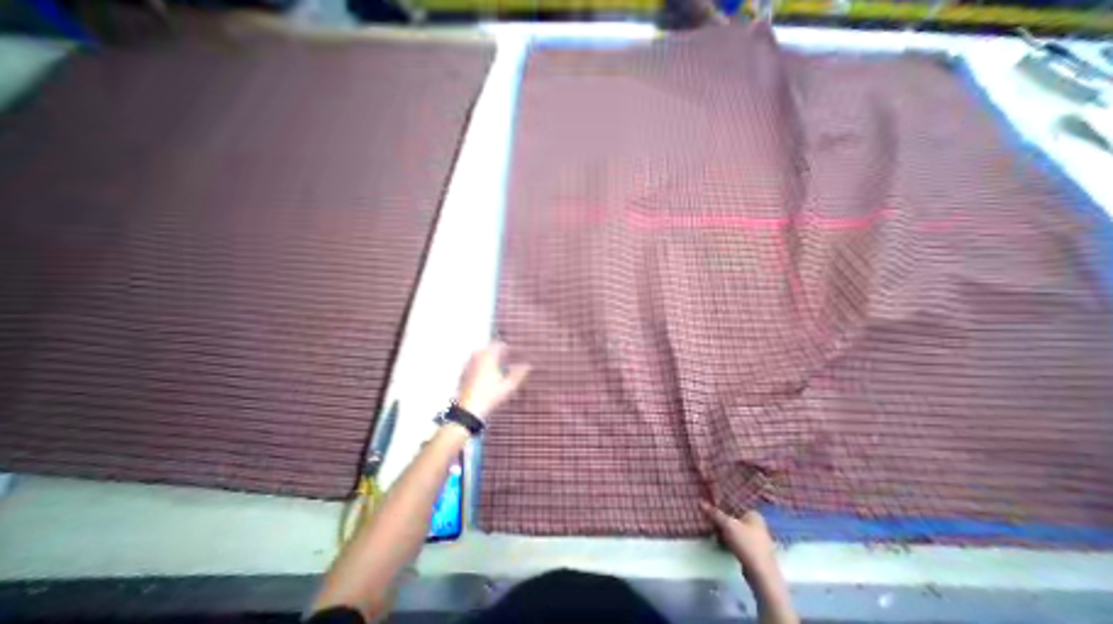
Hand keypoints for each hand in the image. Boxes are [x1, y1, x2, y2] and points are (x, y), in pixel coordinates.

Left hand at [459, 343, 532, 422]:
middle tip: (504, 356)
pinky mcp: (462, 374)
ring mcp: (468, 366)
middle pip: (487, 348)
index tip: (511, 350)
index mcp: (488, 358)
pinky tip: (483, 374)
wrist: (468, 410)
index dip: (505, 347)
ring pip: (478, 355)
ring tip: (494, 364)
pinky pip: (472, 363)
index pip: (497, 345)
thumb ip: (518, 374)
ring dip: (486, 356)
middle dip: (495, 350)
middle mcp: (477, 359)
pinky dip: (478, 364)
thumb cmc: (490, 398)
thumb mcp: (508, 387)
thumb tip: (527, 365)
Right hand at [697, 501, 776, 574]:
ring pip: (734, 529)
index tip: (709, 503)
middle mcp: (756, 524)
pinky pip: (737, 540)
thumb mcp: (727, 525)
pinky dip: (728, 540)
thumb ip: (714, 513)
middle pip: (733, 517)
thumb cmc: (746, 544)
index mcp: (753, 514)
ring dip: (723, 530)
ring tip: (712, 529)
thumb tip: (700, 502)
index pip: (734, 503)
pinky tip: (720, 541)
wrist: (762, 575)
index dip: (721, 503)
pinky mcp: (752, 551)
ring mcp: (755, 539)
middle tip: (708, 517)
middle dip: (721, 518)